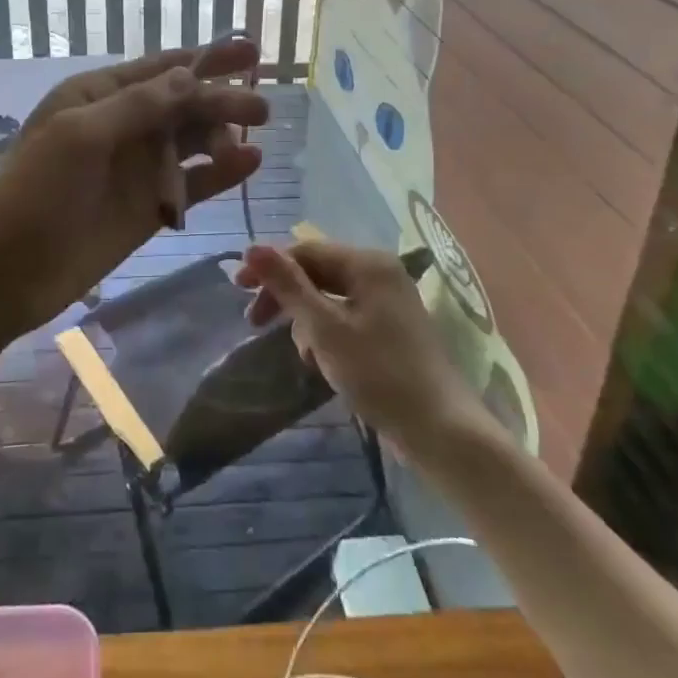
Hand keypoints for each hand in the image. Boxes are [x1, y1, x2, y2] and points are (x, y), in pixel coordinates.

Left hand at [0, 42, 268, 331]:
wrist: (5, 273)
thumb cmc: (35, 193)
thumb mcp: (80, 136)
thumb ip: (137, 105)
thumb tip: (190, 75)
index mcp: (98, 96)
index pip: (160, 69)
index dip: (206, 58)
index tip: (250, 51)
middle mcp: (123, 125)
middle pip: (183, 104)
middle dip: (221, 100)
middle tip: (263, 108)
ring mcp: (137, 167)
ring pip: (191, 142)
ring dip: (223, 137)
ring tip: (254, 140)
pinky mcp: (149, 207)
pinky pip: (192, 183)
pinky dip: (219, 174)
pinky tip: (248, 164)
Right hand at [235, 241, 484, 453]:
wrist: (440, 429)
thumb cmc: (378, 373)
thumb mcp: (324, 328)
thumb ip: (287, 285)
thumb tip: (251, 248)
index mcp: (368, 263)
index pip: (306, 251)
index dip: (270, 267)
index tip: (237, 290)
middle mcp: (380, 272)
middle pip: (318, 272)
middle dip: (287, 297)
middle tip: (255, 323)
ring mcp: (389, 300)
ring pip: (330, 297)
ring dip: (307, 321)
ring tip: (304, 355)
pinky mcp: (392, 328)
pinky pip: (347, 316)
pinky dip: (328, 334)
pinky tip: (323, 363)